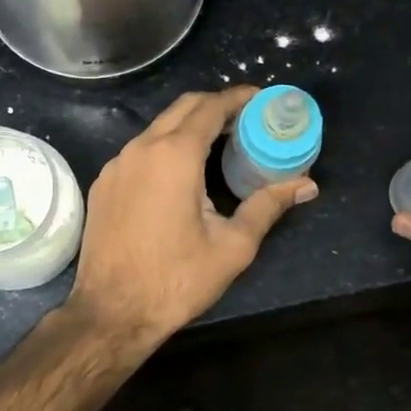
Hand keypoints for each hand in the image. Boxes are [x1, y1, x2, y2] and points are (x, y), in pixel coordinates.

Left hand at [68, 88, 317, 348]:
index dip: (238, 98)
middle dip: (215, 105)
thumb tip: (306, 185)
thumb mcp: (232, 246)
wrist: (111, 313)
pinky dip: (164, 148)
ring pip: (157, 128)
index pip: (210, 107)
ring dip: (188, 127)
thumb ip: (268, 206)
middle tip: (245, 120)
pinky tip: (180, 173)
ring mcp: (116, 165)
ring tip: (218, 144)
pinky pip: (139, 151)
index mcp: (175, 155)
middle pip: (182, 108)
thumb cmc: (176, 280)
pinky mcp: (103, 184)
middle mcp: (141, 148)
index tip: (261, 98)